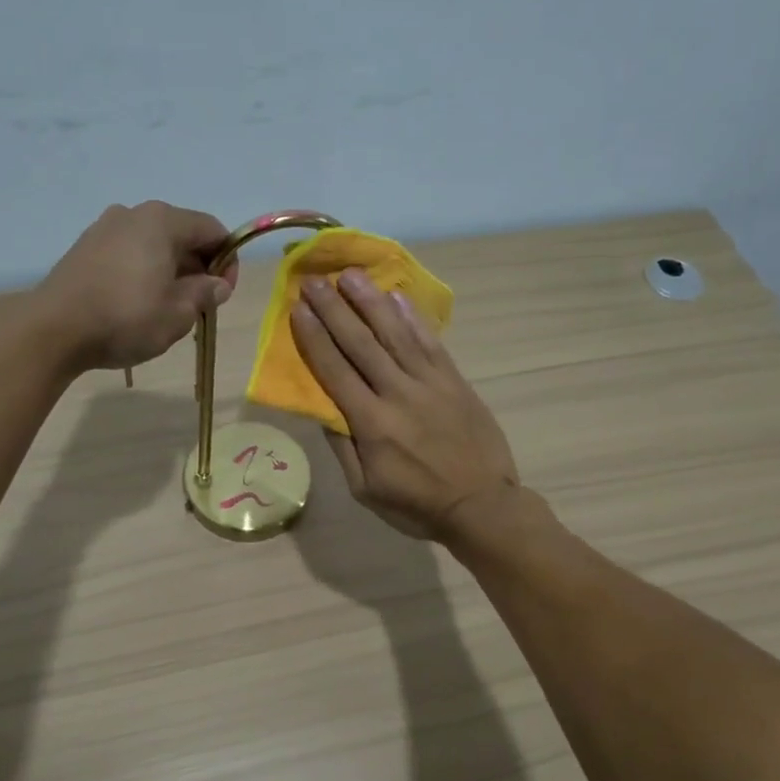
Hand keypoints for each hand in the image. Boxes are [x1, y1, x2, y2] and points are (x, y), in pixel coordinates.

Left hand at [35, 202, 237, 370]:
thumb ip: (204, 293)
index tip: (224, 294)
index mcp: (162, 221)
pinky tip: (137, 304)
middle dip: (198, 267)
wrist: (54, 329)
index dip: (228, 261)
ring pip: (152, 245)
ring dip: (170, 271)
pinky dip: (143, 272)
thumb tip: (217, 284)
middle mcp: (133, 214)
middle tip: (199, 305)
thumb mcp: (178, 313)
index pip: (212, 230)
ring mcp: (104, 229)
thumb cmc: (126, 318)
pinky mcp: (84, 248)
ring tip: (167, 308)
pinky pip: (127, 254)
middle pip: (181, 234)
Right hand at [290, 268, 519, 541]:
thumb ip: (343, 446)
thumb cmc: (417, 505)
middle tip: (313, 281)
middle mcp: (398, 393)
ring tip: (350, 275)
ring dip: (370, 302)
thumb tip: (322, 408)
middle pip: (360, 343)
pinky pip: (430, 342)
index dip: (314, 337)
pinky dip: (412, 317)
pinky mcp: (454, 380)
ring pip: (395, 333)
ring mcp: (430, 383)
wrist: (481, 506)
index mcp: (371, 423)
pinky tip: (396, 297)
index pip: (335, 370)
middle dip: (334, 309)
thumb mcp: (365, 490)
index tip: (298, 309)